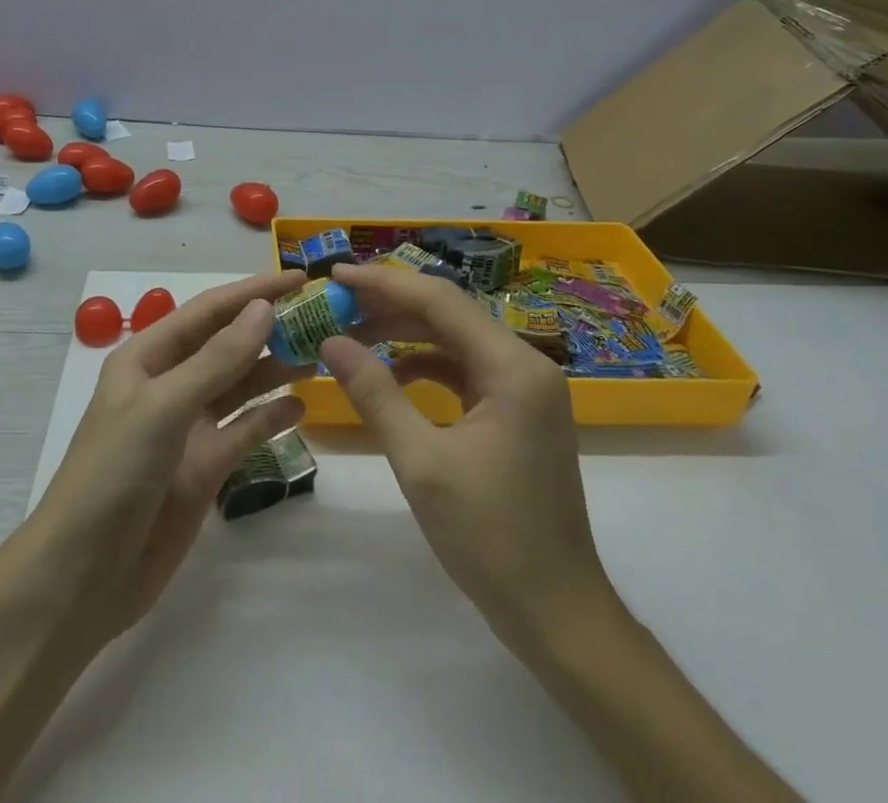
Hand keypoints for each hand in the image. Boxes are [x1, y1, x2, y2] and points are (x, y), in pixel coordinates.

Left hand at [26, 271, 309, 642]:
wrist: (84, 575)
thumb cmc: (114, 473)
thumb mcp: (163, 407)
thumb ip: (217, 360)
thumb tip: (263, 309)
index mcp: (148, 356)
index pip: (209, 311)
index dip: (253, 291)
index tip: (300, 279)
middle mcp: (170, 384)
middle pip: (228, 344)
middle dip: (269, 328)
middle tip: (323, 317)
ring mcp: (189, 426)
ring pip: (240, 385)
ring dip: (275, 368)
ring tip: (320, 355)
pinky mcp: (205, 466)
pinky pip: (245, 430)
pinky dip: (271, 416)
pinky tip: (301, 406)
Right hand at [321, 262, 614, 647]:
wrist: (557, 614)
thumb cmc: (490, 537)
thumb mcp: (421, 462)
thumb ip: (375, 393)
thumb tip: (330, 341)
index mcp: (513, 367)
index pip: (440, 301)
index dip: (384, 283)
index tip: (335, 275)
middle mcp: (525, 365)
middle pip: (449, 313)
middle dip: (391, 305)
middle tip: (336, 304)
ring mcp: (525, 389)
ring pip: (455, 339)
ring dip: (405, 334)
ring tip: (354, 333)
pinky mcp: (518, 411)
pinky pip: (465, 368)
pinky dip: (426, 365)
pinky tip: (392, 375)